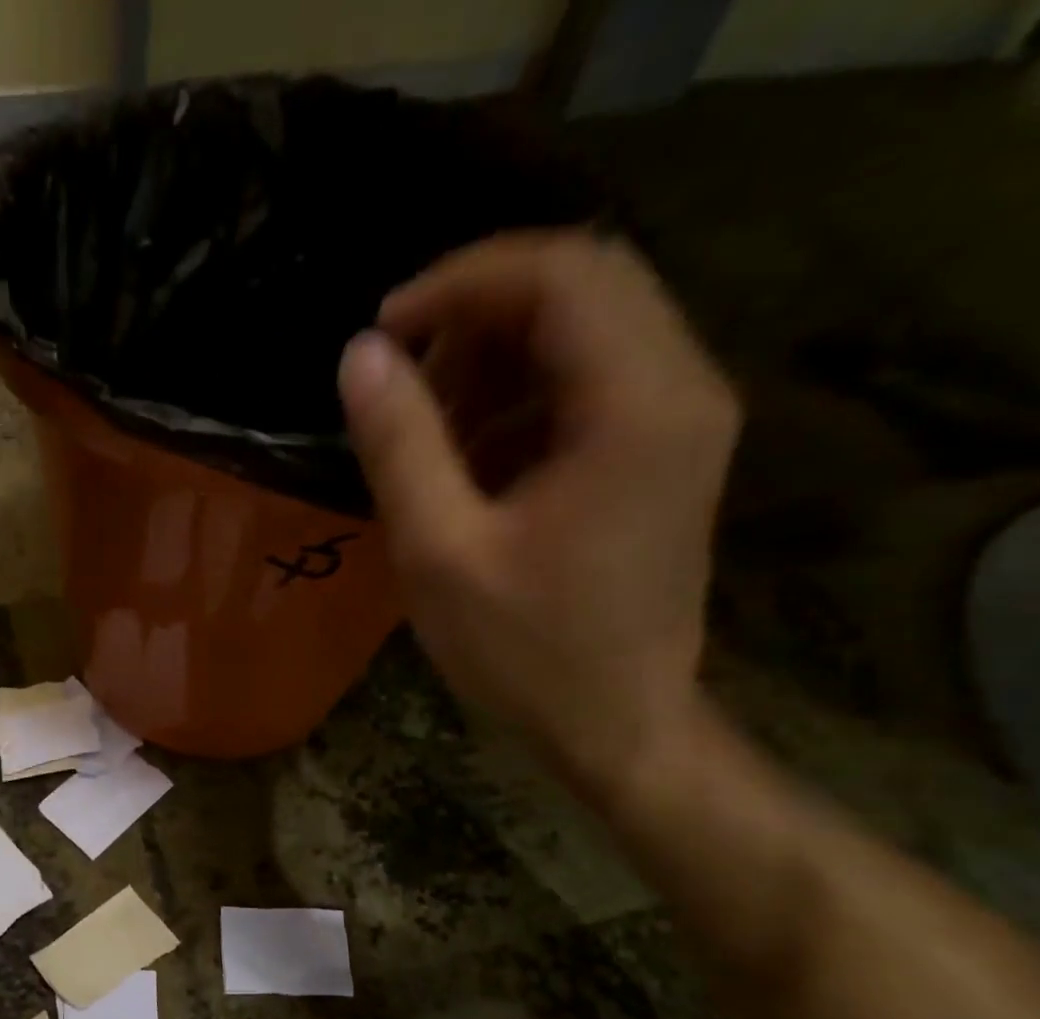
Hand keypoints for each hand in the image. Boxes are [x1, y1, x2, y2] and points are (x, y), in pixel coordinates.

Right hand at [338, 230, 739, 802]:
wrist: (613, 723)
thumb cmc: (524, 652)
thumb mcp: (439, 552)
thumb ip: (400, 445)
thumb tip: (360, 356)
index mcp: (635, 408)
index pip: (562, 274)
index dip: (461, 282)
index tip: (381, 333)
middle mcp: (680, 388)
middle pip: (582, 286)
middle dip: (475, 315)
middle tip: (398, 379)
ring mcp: (678, 419)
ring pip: (585, 329)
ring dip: (493, 358)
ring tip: (425, 429)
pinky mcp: (661, 450)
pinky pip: (588, 380)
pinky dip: (518, 396)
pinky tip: (468, 458)